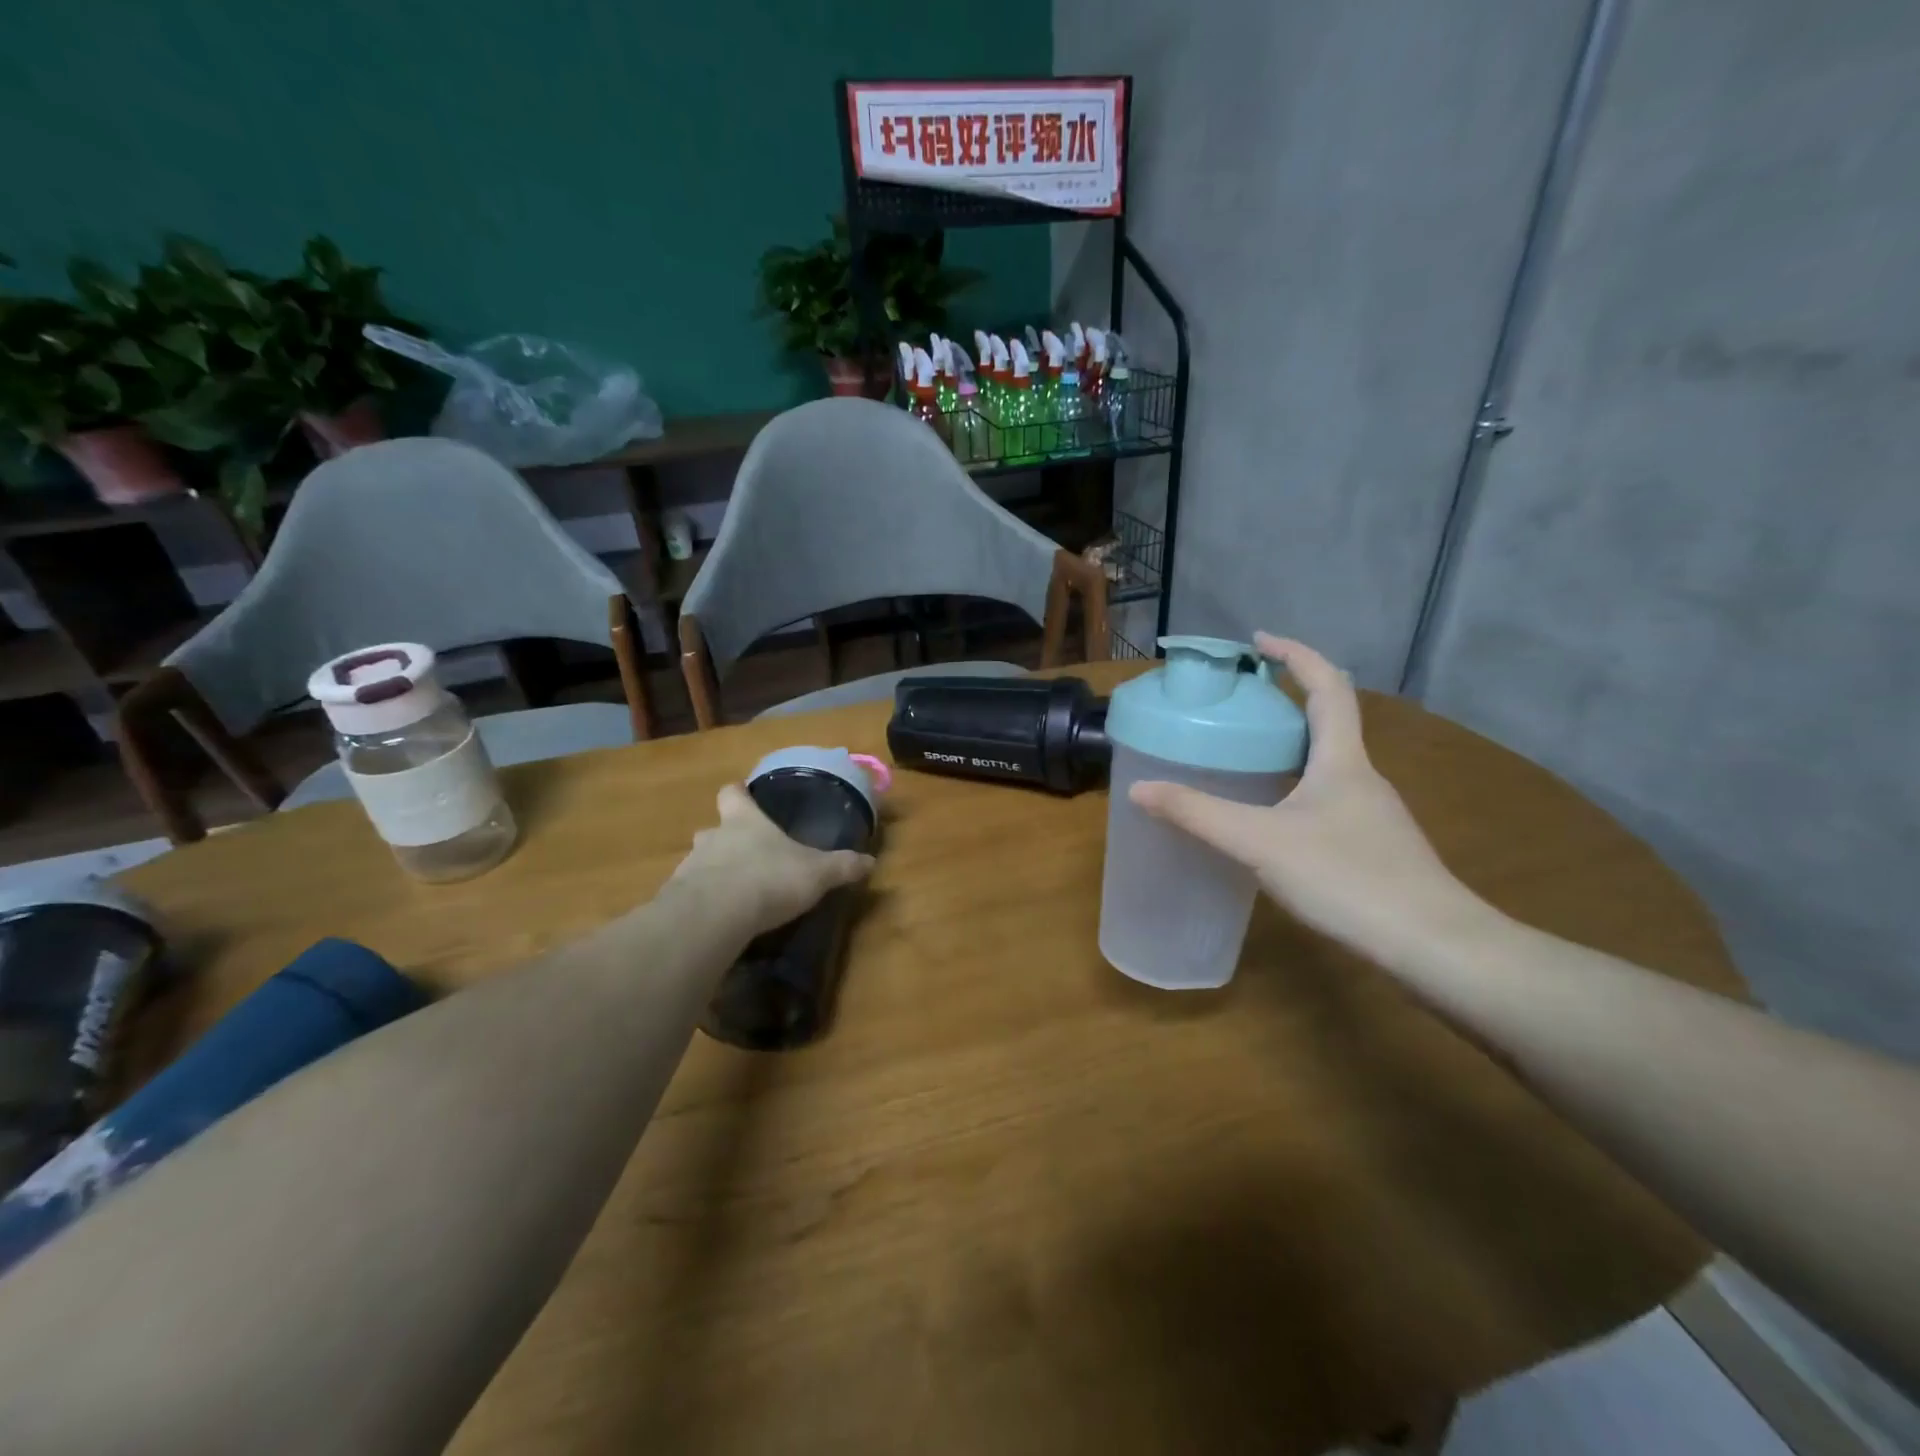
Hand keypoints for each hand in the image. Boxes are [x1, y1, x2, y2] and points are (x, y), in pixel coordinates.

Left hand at [669, 784, 874, 937]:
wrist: (714, 916)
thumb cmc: (769, 878)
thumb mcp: (817, 873)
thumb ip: (842, 866)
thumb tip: (871, 861)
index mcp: (744, 821)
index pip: (732, 793)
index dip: (738, 793)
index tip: (743, 794)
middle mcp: (713, 837)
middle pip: (714, 829)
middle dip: (727, 839)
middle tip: (748, 854)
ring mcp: (690, 868)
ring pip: (700, 863)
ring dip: (715, 873)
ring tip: (737, 893)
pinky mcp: (677, 901)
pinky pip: (692, 896)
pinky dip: (705, 904)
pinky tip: (721, 920)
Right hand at [1129, 634, 1482, 958]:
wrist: (1433, 946)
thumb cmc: (1347, 878)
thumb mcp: (1259, 842)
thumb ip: (1198, 814)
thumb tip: (1139, 788)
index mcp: (1342, 759)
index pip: (1326, 685)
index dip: (1294, 654)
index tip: (1258, 640)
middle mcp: (1362, 777)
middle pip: (1328, 720)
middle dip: (1285, 700)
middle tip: (1238, 703)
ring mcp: (1372, 814)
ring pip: (1328, 764)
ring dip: (1291, 747)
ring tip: (1244, 756)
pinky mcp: (1374, 847)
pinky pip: (1328, 799)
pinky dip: (1296, 788)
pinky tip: (1271, 820)